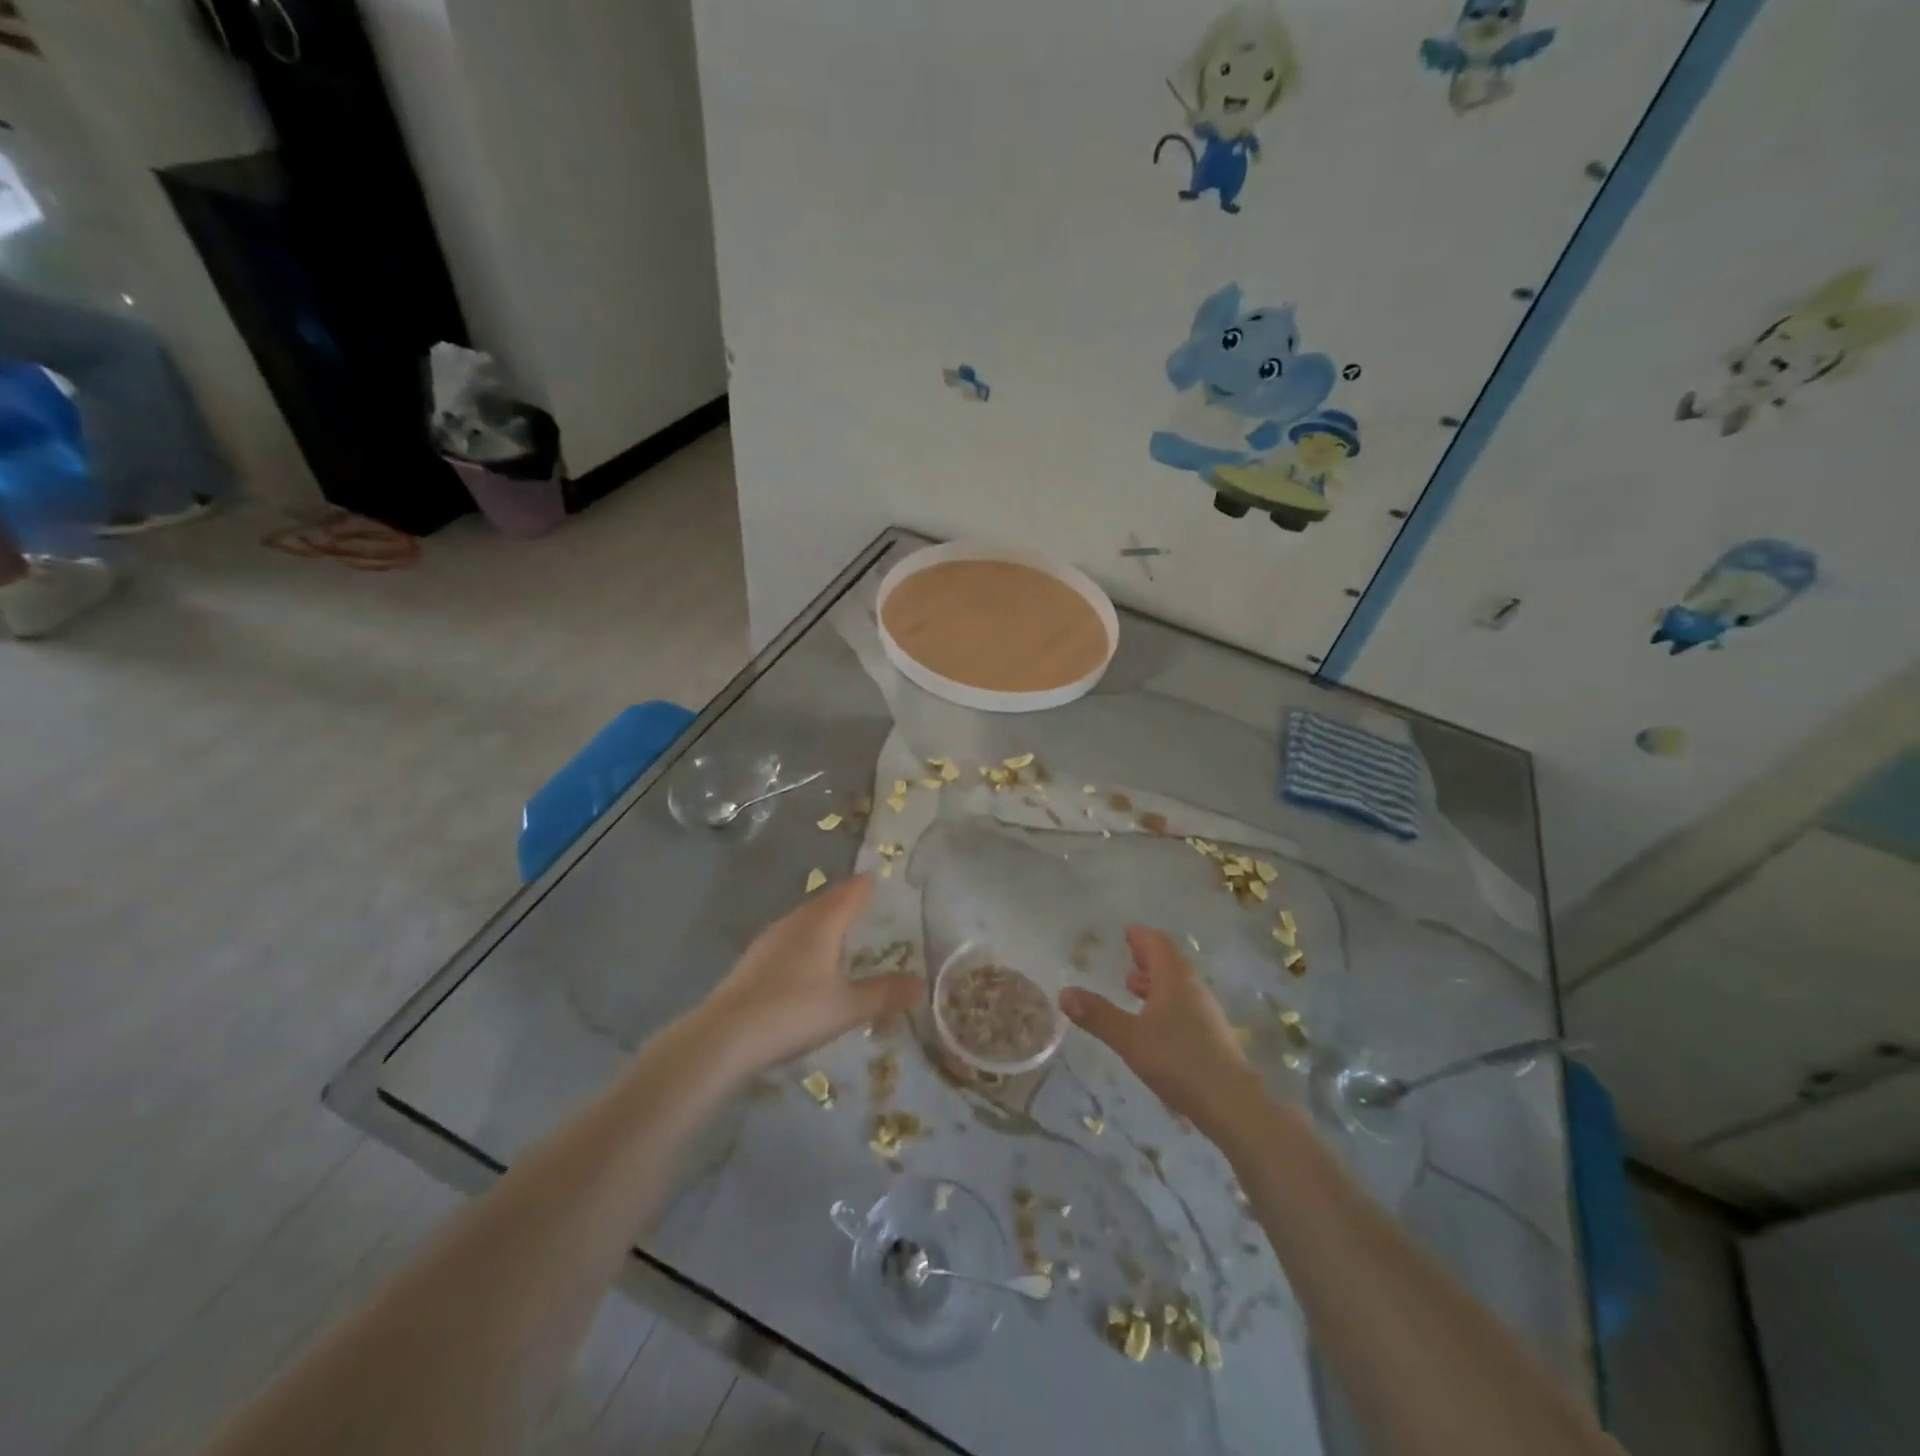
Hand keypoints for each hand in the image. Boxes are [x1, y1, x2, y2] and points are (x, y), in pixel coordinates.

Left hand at [695, 876, 923, 1074]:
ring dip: (822, 917)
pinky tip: (804, 957)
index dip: (865, 886)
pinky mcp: (753, 961)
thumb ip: (883, 994)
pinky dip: (804, 937)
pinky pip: (788, 937)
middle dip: (844, 899)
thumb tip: (921, 983)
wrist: (725, 1037)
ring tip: (838, 925)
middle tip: (862, 898)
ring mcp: (769, 940)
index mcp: (822, 925)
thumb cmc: (793, 1013)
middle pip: (825, 902)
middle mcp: (795, 923)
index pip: (849, 894)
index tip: (877, 877)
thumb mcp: (846, 1007)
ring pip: (803, 918)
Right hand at [1059, 926, 1262, 1138]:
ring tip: (1133, 987)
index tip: (1128, 931)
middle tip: (1129, 953)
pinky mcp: (1212, 1035)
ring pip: (1178, 985)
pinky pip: (1185, 1005)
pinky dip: (1166, 1001)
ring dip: (1157, 981)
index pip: (1158, 944)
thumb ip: (1097, 1015)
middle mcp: (1193, 988)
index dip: (1142, 936)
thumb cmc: (1177, 1060)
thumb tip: (1064, 992)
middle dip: (1148, 957)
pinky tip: (1154, 1023)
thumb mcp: (1129, 1038)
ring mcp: (1206, 1012)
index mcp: (1174, 978)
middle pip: (1170, 962)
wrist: (1231, 1102)